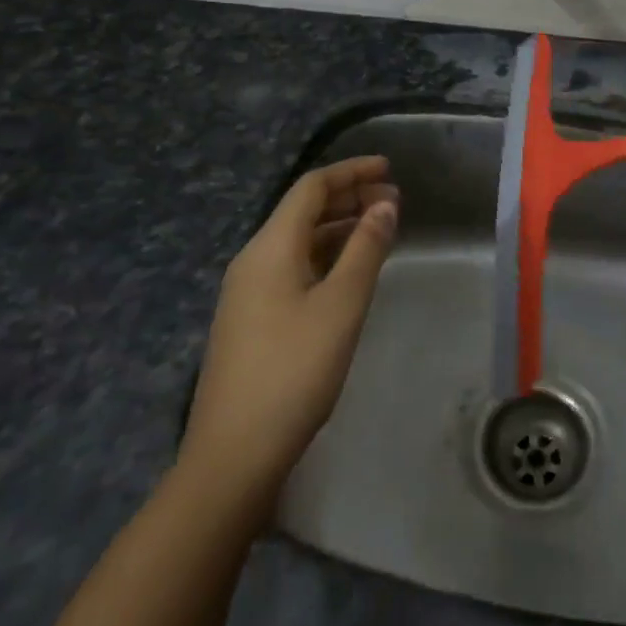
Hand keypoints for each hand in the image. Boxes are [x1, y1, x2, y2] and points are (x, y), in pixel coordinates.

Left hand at [180, 156, 398, 512]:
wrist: (232, 456)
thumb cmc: (293, 371)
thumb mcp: (341, 306)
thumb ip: (365, 249)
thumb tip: (385, 204)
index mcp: (269, 247)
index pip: (311, 188)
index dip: (351, 172)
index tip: (389, 169)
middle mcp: (253, 260)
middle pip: (302, 211)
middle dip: (348, 198)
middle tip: (393, 201)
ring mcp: (247, 293)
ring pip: (298, 242)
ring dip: (338, 229)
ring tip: (379, 232)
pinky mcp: (251, 320)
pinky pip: (292, 269)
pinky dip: (325, 258)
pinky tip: (348, 274)